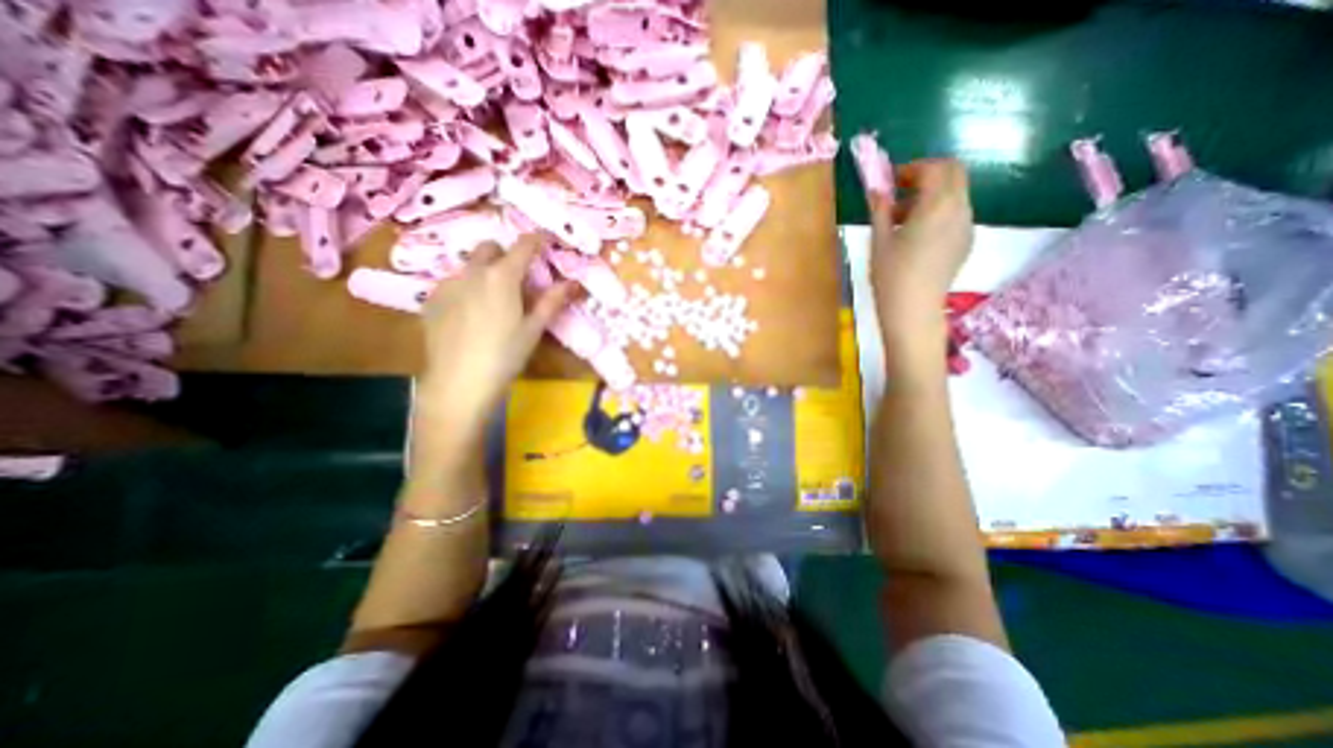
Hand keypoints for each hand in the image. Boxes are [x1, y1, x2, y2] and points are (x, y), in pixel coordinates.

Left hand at [414, 235, 578, 438]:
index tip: (546, 240)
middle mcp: (472, 272)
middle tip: (518, 278)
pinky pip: (452, 283)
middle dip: (505, 255)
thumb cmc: (505, 355)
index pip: (523, 246)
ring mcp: (447, 284)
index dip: (537, 239)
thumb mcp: (533, 329)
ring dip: (484, 272)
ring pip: (469, 266)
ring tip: (493, 301)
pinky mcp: (431, 300)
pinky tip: (470, 315)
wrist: (459, 382)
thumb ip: (552, 301)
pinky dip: (466, 289)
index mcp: (502, 276)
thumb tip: (573, 283)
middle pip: (490, 248)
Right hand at [873, 156, 976, 353]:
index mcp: (938, 205)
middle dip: (927, 175)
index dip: (912, 168)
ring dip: (932, 194)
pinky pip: (956, 213)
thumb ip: (879, 209)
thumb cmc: (891, 275)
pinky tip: (916, 235)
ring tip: (902, 219)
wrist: (913, 309)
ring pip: (956, 193)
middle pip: (954, 173)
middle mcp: (960, 209)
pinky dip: (939, 211)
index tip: (891, 181)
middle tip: (899, 192)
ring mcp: (967, 226)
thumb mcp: (879, 240)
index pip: (935, 168)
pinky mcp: (965, 241)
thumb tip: (876, 189)